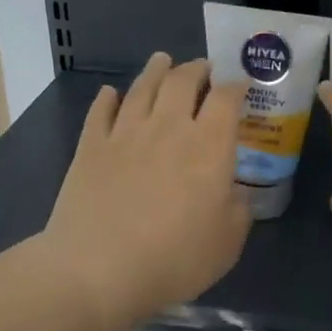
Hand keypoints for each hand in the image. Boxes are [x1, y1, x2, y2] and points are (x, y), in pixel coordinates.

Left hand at [42, 53, 251, 330]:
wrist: (98, 269)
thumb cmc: (174, 259)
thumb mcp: (228, 244)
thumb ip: (238, 211)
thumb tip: (235, 192)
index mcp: (210, 146)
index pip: (227, 99)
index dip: (237, 87)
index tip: (241, 86)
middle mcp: (169, 128)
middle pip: (183, 81)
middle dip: (197, 69)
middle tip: (203, 68)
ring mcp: (125, 133)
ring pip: (143, 87)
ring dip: (156, 71)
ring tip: (162, 61)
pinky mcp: (90, 147)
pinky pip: (101, 112)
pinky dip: (108, 98)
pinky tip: (110, 93)